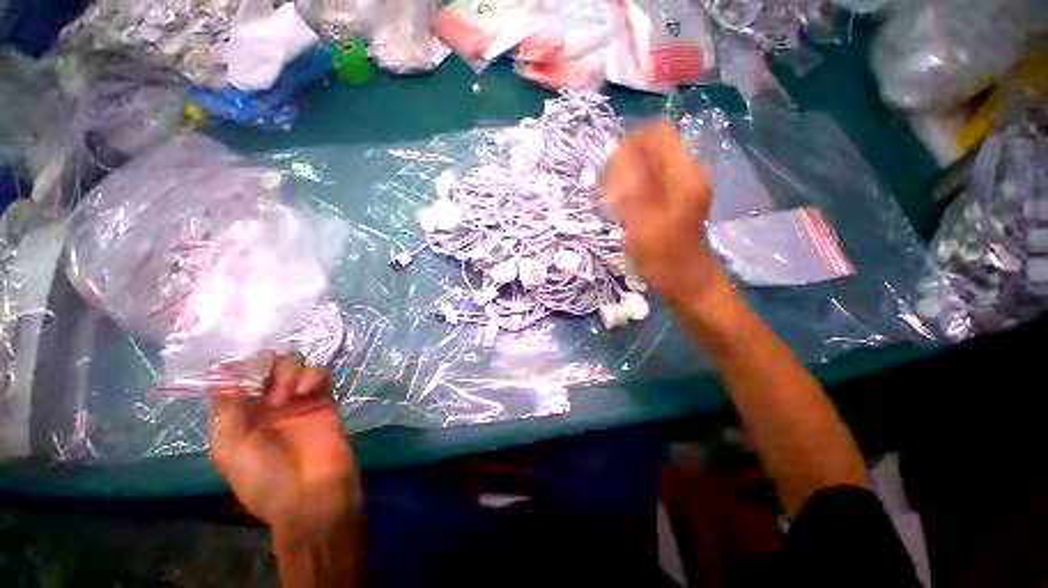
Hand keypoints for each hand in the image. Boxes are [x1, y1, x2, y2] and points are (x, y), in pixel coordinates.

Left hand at [210, 353, 360, 538]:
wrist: (312, 495)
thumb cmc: (265, 478)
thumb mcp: (231, 449)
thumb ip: (227, 411)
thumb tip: (223, 376)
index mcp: (241, 418)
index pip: (236, 382)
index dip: (235, 369)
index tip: (235, 364)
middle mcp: (268, 406)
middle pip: (266, 368)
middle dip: (265, 366)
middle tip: (266, 381)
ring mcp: (299, 402)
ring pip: (294, 366)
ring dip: (288, 372)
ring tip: (288, 395)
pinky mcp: (324, 400)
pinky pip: (320, 375)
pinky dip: (313, 375)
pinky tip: (307, 390)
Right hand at [607, 121, 731, 305]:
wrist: (687, 281)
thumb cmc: (666, 259)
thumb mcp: (644, 225)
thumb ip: (632, 188)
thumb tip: (619, 154)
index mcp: (684, 176)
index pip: (658, 134)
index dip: (631, 145)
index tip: (613, 172)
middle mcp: (688, 173)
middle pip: (654, 147)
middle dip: (628, 163)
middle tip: (613, 192)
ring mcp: (685, 185)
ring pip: (652, 163)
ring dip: (630, 176)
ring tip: (618, 201)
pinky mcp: (679, 197)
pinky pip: (654, 178)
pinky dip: (637, 186)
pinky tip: (628, 207)